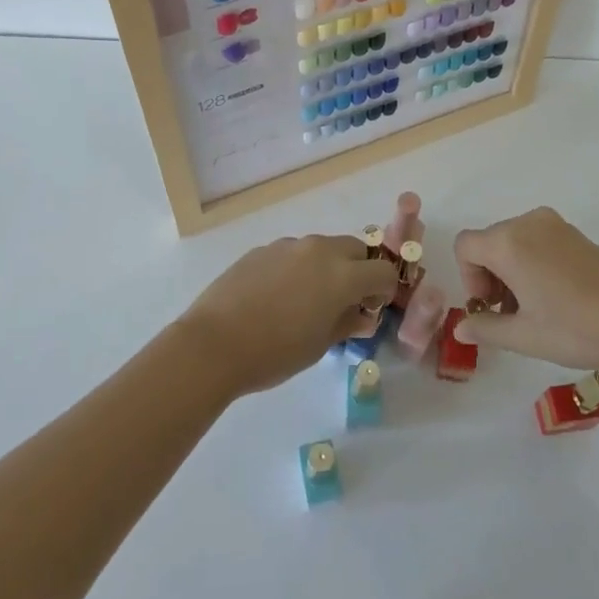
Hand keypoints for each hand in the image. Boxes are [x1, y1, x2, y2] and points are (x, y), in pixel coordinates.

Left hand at [177, 235, 395, 397]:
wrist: (214, 344)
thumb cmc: (274, 352)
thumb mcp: (319, 345)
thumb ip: (347, 323)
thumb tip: (362, 316)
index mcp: (342, 275)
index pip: (382, 271)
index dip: (384, 290)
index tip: (371, 309)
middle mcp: (319, 250)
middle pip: (355, 249)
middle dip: (359, 270)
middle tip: (345, 300)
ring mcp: (288, 246)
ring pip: (322, 248)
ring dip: (327, 267)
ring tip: (308, 300)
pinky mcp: (263, 249)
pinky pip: (293, 253)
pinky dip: (298, 268)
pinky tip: (277, 296)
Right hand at [452, 207, 598, 370]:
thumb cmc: (576, 327)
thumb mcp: (524, 336)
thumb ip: (486, 328)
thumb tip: (460, 328)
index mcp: (508, 242)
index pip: (465, 246)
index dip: (469, 278)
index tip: (491, 307)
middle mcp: (527, 223)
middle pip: (489, 242)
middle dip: (490, 277)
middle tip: (510, 315)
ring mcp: (554, 225)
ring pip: (513, 242)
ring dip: (511, 272)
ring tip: (533, 311)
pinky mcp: (574, 233)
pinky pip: (536, 241)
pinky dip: (532, 264)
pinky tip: (554, 298)